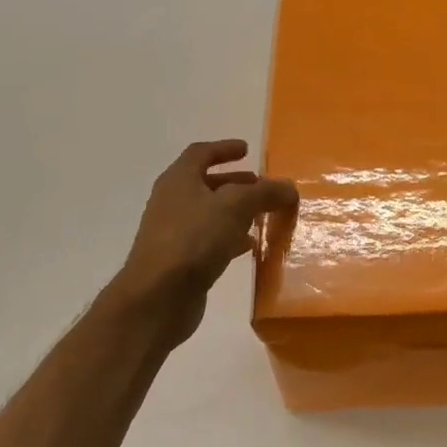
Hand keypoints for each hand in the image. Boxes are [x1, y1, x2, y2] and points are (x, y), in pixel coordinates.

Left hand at [110, 140, 297, 346]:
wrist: (158, 297)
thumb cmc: (194, 239)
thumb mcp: (235, 207)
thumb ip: (264, 193)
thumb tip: (289, 187)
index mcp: (179, 180)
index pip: (201, 153)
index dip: (224, 149)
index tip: (247, 150)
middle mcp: (173, 202)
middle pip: (206, 184)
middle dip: (235, 183)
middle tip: (261, 186)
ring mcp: (175, 233)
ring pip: (210, 214)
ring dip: (236, 212)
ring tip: (263, 216)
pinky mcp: (181, 261)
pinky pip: (210, 241)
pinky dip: (231, 238)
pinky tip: (249, 247)